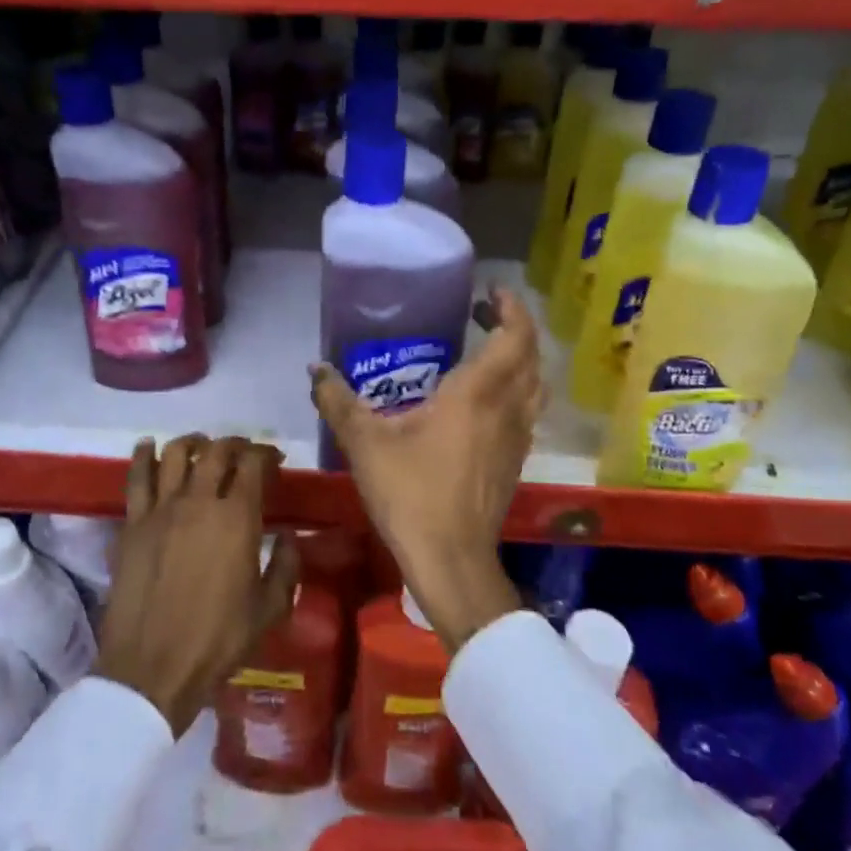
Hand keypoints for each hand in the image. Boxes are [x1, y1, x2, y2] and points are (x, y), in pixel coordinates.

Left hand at [93, 435, 300, 736]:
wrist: (152, 668)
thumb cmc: (218, 640)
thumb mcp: (270, 609)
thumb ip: (286, 566)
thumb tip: (287, 536)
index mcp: (238, 518)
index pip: (253, 464)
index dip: (266, 454)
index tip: (273, 460)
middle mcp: (199, 501)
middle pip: (216, 451)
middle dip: (235, 444)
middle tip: (242, 452)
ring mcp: (161, 509)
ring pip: (176, 454)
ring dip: (193, 442)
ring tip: (202, 446)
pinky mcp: (132, 523)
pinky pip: (136, 477)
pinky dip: (144, 455)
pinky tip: (149, 446)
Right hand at [311, 287, 538, 652]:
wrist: (451, 558)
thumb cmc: (411, 493)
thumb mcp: (364, 443)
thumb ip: (338, 401)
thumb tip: (315, 369)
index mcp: (477, 394)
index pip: (514, 336)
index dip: (511, 308)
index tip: (493, 291)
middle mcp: (507, 408)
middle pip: (531, 355)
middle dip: (514, 328)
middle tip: (484, 315)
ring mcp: (517, 436)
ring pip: (535, 384)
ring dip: (521, 359)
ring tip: (490, 350)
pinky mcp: (516, 460)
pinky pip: (527, 410)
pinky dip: (517, 390)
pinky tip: (487, 401)